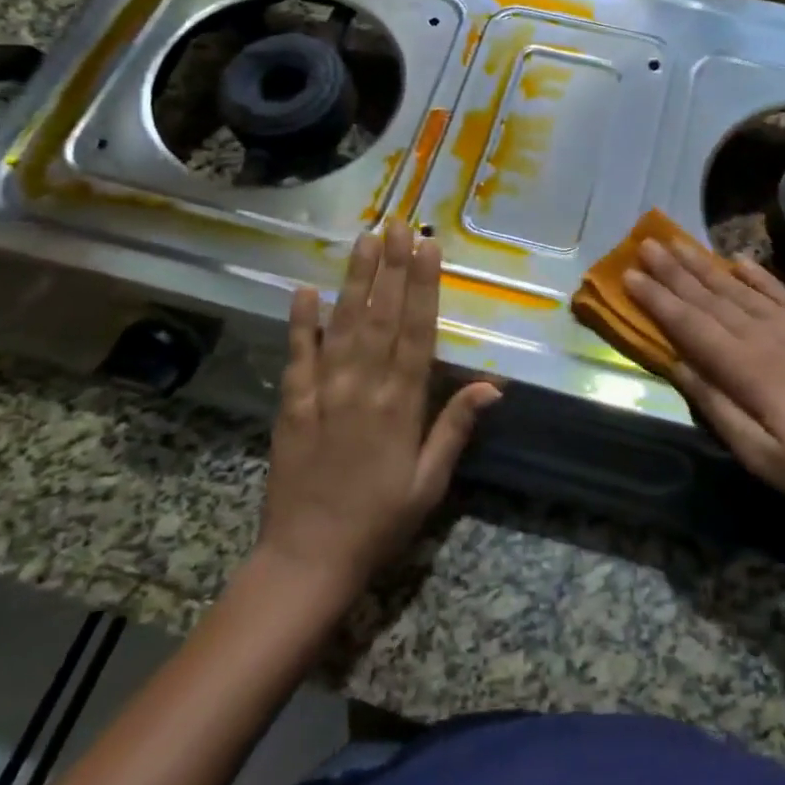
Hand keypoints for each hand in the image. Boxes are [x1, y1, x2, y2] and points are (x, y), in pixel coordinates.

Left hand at [257, 222, 500, 596]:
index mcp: (401, 405)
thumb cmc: (381, 522)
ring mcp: (324, 393)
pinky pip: (297, 356)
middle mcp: (363, 387)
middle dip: (392, 267)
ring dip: (355, 280)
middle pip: (381, 316)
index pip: (417, 331)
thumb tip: (492, 385)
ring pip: (343, 325)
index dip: (424, 286)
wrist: (309, 560)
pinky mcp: (292, 405)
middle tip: (399, 224)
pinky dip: (300, 322)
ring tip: (364, 240)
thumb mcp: (430, 482)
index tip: (428, 247)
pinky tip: (304, 290)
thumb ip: (455, 427)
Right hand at [623, 236, 784, 521]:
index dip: (657, 301)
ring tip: (676, 243)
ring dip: (704, 265)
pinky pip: (779, 292)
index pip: (690, 326)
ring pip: (739, 289)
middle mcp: (767, 337)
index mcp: (749, 370)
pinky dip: (756, 274)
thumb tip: (678, 366)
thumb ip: (718, 408)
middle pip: (710, 298)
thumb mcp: (764, 458)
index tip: (627, 276)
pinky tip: (739, 261)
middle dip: (673, 272)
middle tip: (643, 245)